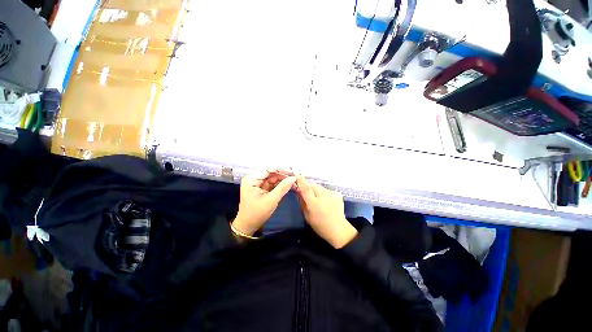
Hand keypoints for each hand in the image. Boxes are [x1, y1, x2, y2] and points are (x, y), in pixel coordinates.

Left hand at [232, 169, 295, 235]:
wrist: (248, 226)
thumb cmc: (257, 213)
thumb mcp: (271, 200)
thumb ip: (283, 188)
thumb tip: (293, 178)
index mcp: (251, 179)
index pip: (267, 169)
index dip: (280, 169)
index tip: (292, 172)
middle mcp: (253, 178)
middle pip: (270, 172)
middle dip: (282, 175)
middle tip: (294, 177)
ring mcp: (257, 183)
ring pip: (272, 177)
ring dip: (282, 180)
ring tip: (293, 182)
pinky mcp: (261, 188)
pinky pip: (272, 183)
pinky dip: (280, 184)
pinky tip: (288, 185)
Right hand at [295, 174, 357, 248]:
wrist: (338, 230)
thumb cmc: (320, 225)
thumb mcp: (307, 215)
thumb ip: (302, 201)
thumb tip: (298, 190)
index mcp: (314, 203)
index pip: (306, 188)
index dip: (300, 179)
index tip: (296, 172)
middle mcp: (324, 195)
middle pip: (313, 185)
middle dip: (308, 186)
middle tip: (306, 192)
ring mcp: (332, 193)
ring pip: (319, 187)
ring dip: (316, 190)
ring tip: (318, 199)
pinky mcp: (337, 193)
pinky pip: (326, 190)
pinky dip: (324, 193)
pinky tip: (326, 201)